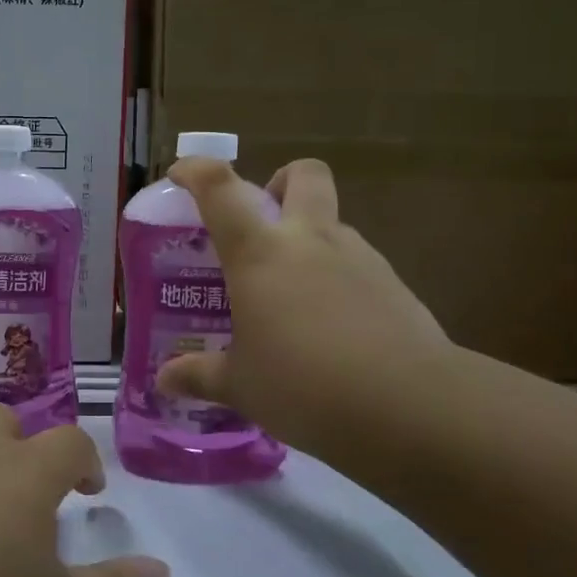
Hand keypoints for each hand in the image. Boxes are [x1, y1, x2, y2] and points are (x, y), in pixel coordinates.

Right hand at [155, 156, 455, 456]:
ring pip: (332, 222)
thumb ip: (200, 375)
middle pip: (302, 175)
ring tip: (293, 296)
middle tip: (262, 222)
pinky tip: (332, 327)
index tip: (180, 176)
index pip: (219, 187)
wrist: (411, 406)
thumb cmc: (305, 386)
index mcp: (259, 252)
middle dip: (279, 181)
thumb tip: (165, 380)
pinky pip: (357, 264)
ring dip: (310, 240)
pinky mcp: (394, 284)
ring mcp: (359, 257)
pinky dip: (338, 279)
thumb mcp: (241, 386)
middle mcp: (309, 240)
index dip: (195, 170)